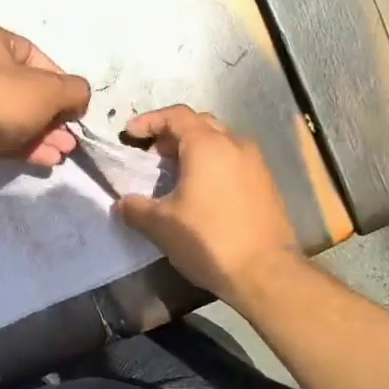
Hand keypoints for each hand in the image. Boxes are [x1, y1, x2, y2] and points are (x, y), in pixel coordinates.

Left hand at [0, 25, 90, 169]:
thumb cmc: (0, 101)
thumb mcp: (49, 90)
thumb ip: (74, 90)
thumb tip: (80, 97)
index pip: (35, 55)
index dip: (59, 80)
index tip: (72, 103)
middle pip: (26, 89)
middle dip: (54, 114)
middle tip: (71, 135)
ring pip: (16, 114)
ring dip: (44, 133)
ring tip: (64, 152)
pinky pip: (1, 133)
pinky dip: (25, 144)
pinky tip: (47, 160)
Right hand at [113, 106, 300, 299]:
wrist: (266, 273)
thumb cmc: (208, 240)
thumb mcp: (161, 225)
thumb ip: (135, 208)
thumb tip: (122, 204)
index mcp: (207, 145)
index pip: (175, 116)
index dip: (149, 121)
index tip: (129, 135)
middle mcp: (235, 144)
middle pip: (200, 124)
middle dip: (172, 134)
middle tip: (151, 155)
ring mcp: (256, 164)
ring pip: (220, 142)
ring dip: (194, 150)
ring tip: (174, 174)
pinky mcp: (266, 184)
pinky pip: (234, 161)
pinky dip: (213, 165)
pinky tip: (201, 192)